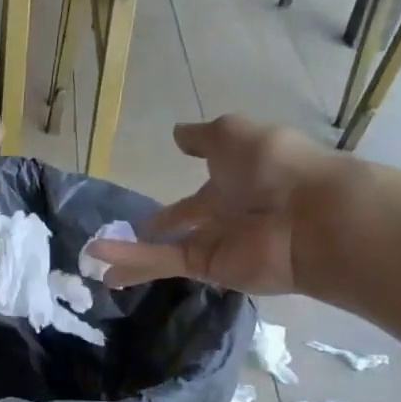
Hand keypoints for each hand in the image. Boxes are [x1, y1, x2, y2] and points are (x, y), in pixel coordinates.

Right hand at [87, 116, 347, 294]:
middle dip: (161, 227)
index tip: (153, 205)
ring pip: (165, 250)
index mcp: (235, 180)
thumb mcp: (234, 133)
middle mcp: (224, 214)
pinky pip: (163, 261)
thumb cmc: (274, 164)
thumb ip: (203, 137)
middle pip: (184, 224)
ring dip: (130, 254)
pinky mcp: (205, 268)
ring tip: (92, 258)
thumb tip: (176, 133)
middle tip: (129, 233)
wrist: (308, 214)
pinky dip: (131, 260)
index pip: (200, 192)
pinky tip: (98, 258)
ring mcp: (215, 244)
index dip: (178, 199)